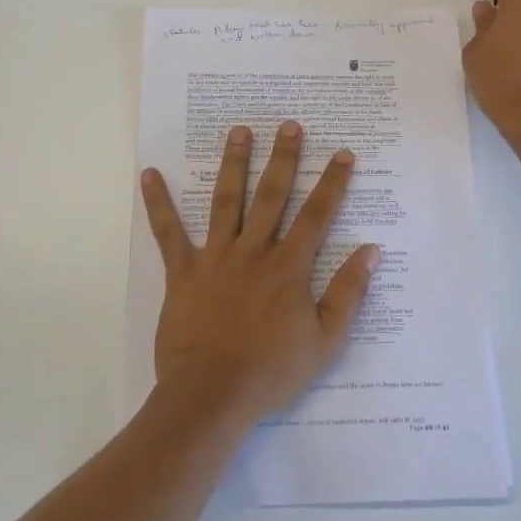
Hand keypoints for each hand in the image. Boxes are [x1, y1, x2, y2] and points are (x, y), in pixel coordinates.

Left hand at [140, 120, 379, 424]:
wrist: (213, 395)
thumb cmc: (272, 371)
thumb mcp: (326, 340)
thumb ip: (349, 292)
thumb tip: (371, 250)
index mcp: (289, 266)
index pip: (317, 215)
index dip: (332, 183)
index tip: (342, 154)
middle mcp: (254, 251)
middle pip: (272, 195)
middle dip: (284, 158)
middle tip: (290, 125)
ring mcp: (216, 257)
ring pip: (227, 200)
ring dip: (234, 163)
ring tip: (240, 130)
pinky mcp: (183, 271)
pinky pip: (168, 232)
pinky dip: (158, 202)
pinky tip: (150, 174)